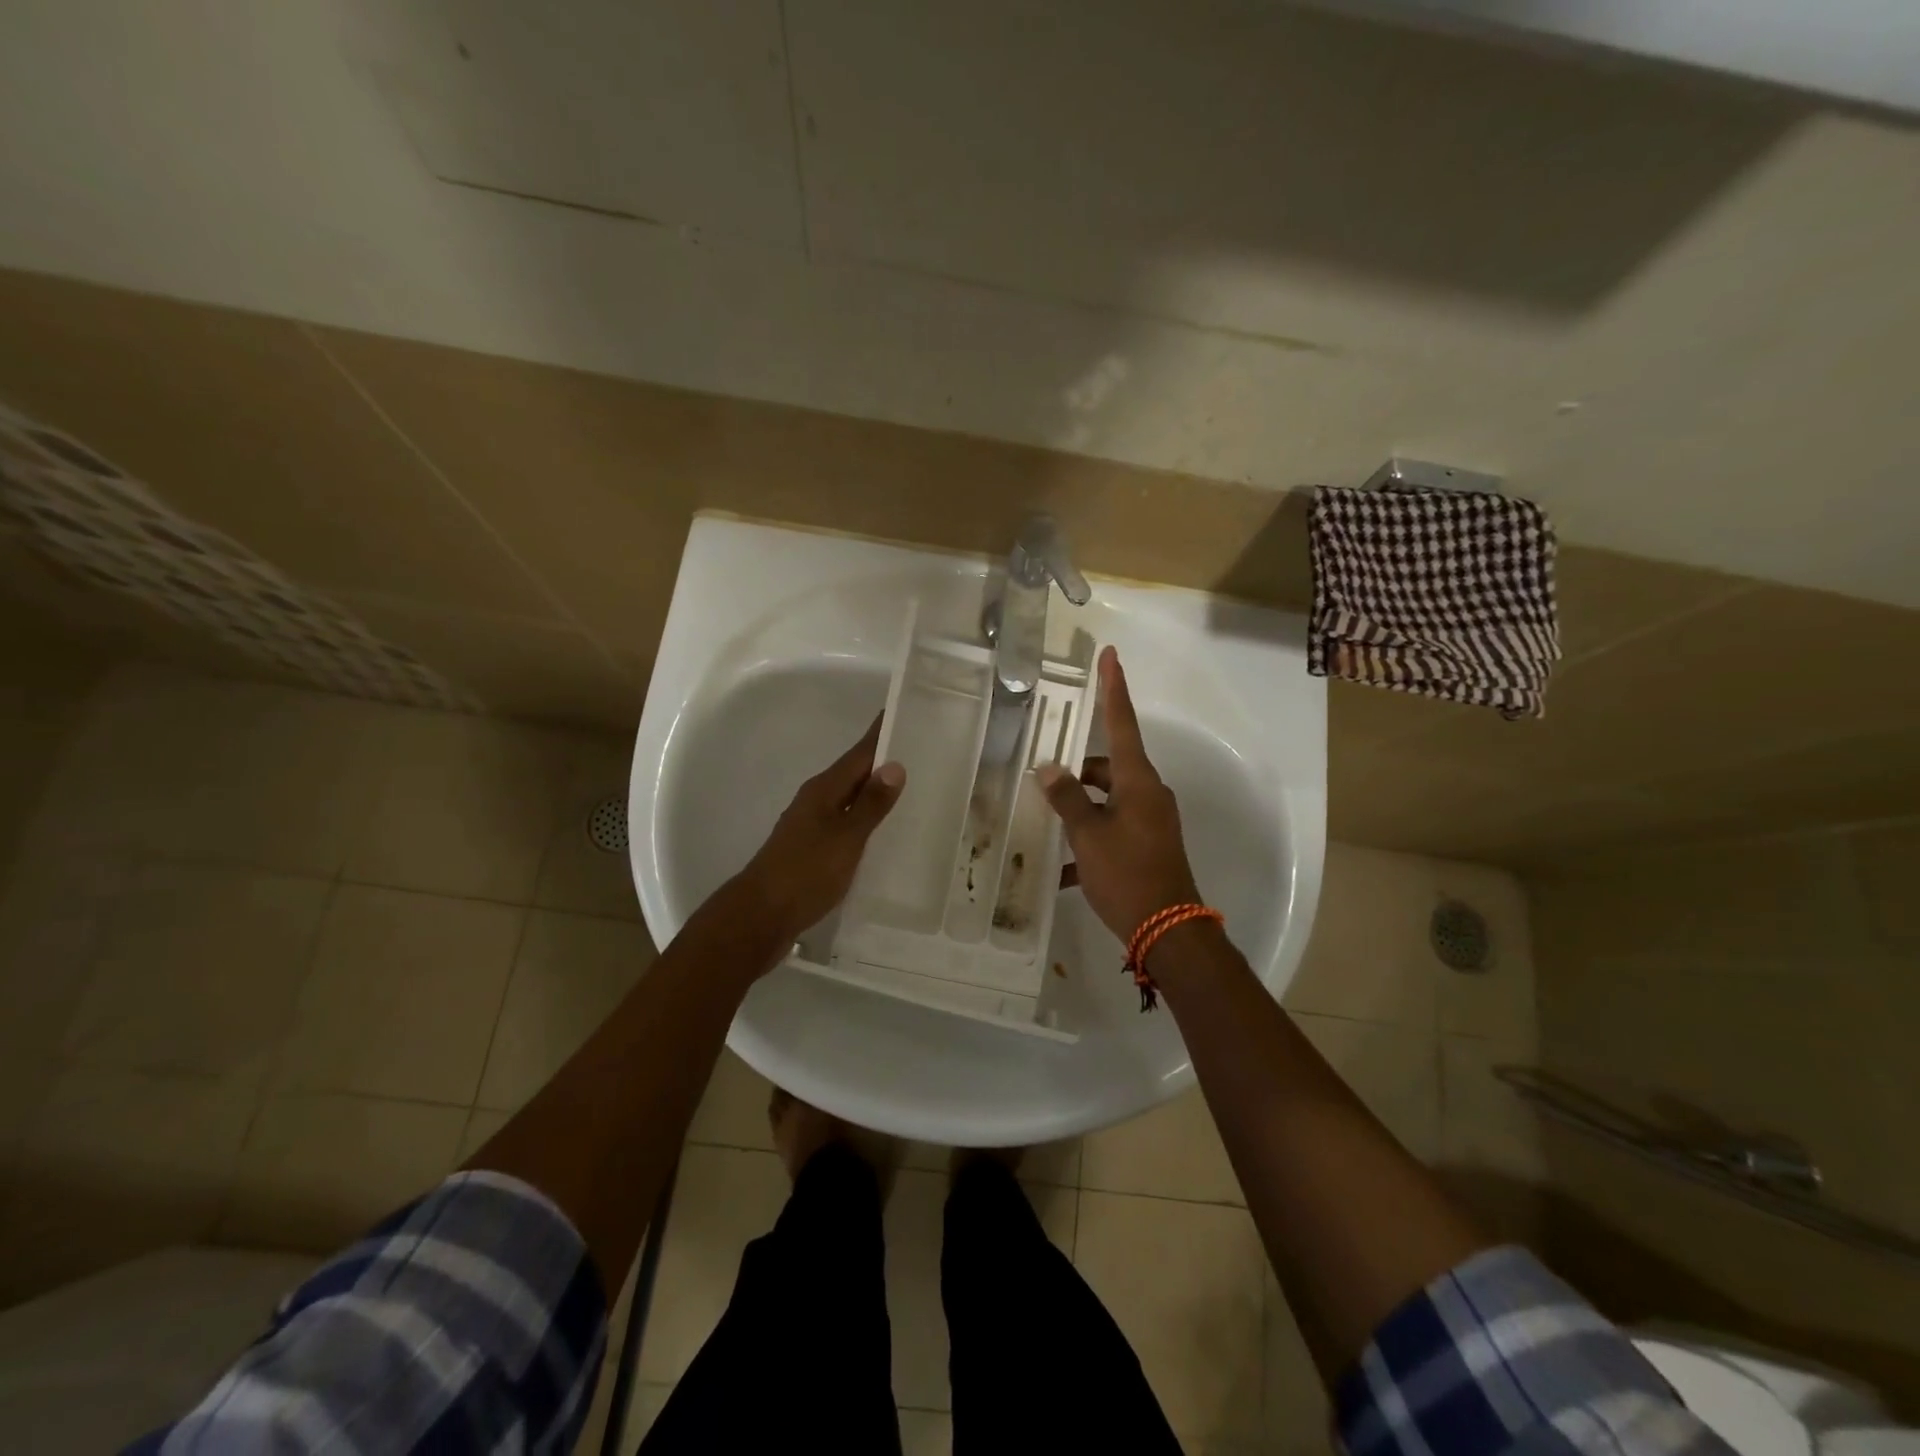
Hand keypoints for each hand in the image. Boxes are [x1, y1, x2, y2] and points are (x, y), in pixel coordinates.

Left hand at [734, 717, 904, 943]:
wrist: (761, 916)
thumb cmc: (805, 872)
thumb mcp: (845, 838)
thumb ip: (870, 804)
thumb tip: (894, 765)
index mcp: (824, 790)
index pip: (860, 753)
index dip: (881, 734)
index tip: (904, 712)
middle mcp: (816, 800)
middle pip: (854, 773)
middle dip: (883, 761)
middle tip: (921, 751)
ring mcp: (811, 825)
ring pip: (850, 798)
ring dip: (875, 791)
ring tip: (910, 788)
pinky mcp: (812, 849)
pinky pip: (845, 822)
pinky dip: (865, 818)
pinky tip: (881, 831)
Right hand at [1037, 647, 1201, 942]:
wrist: (1169, 930)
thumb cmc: (1127, 874)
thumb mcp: (1088, 835)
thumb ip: (1067, 798)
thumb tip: (1049, 768)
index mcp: (1137, 781)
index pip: (1121, 722)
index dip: (1113, 688)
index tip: (1110, 656)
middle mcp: (1148, 793)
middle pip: (1107, 767)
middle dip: (1076, 773)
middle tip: (1042, 782)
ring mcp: (1151, 820)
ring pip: (1107, 800)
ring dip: (1080, 811)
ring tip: (1046, 829)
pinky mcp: (1149, 845)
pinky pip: (1113, 829)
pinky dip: (1090, 841)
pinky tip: (1064, 869)